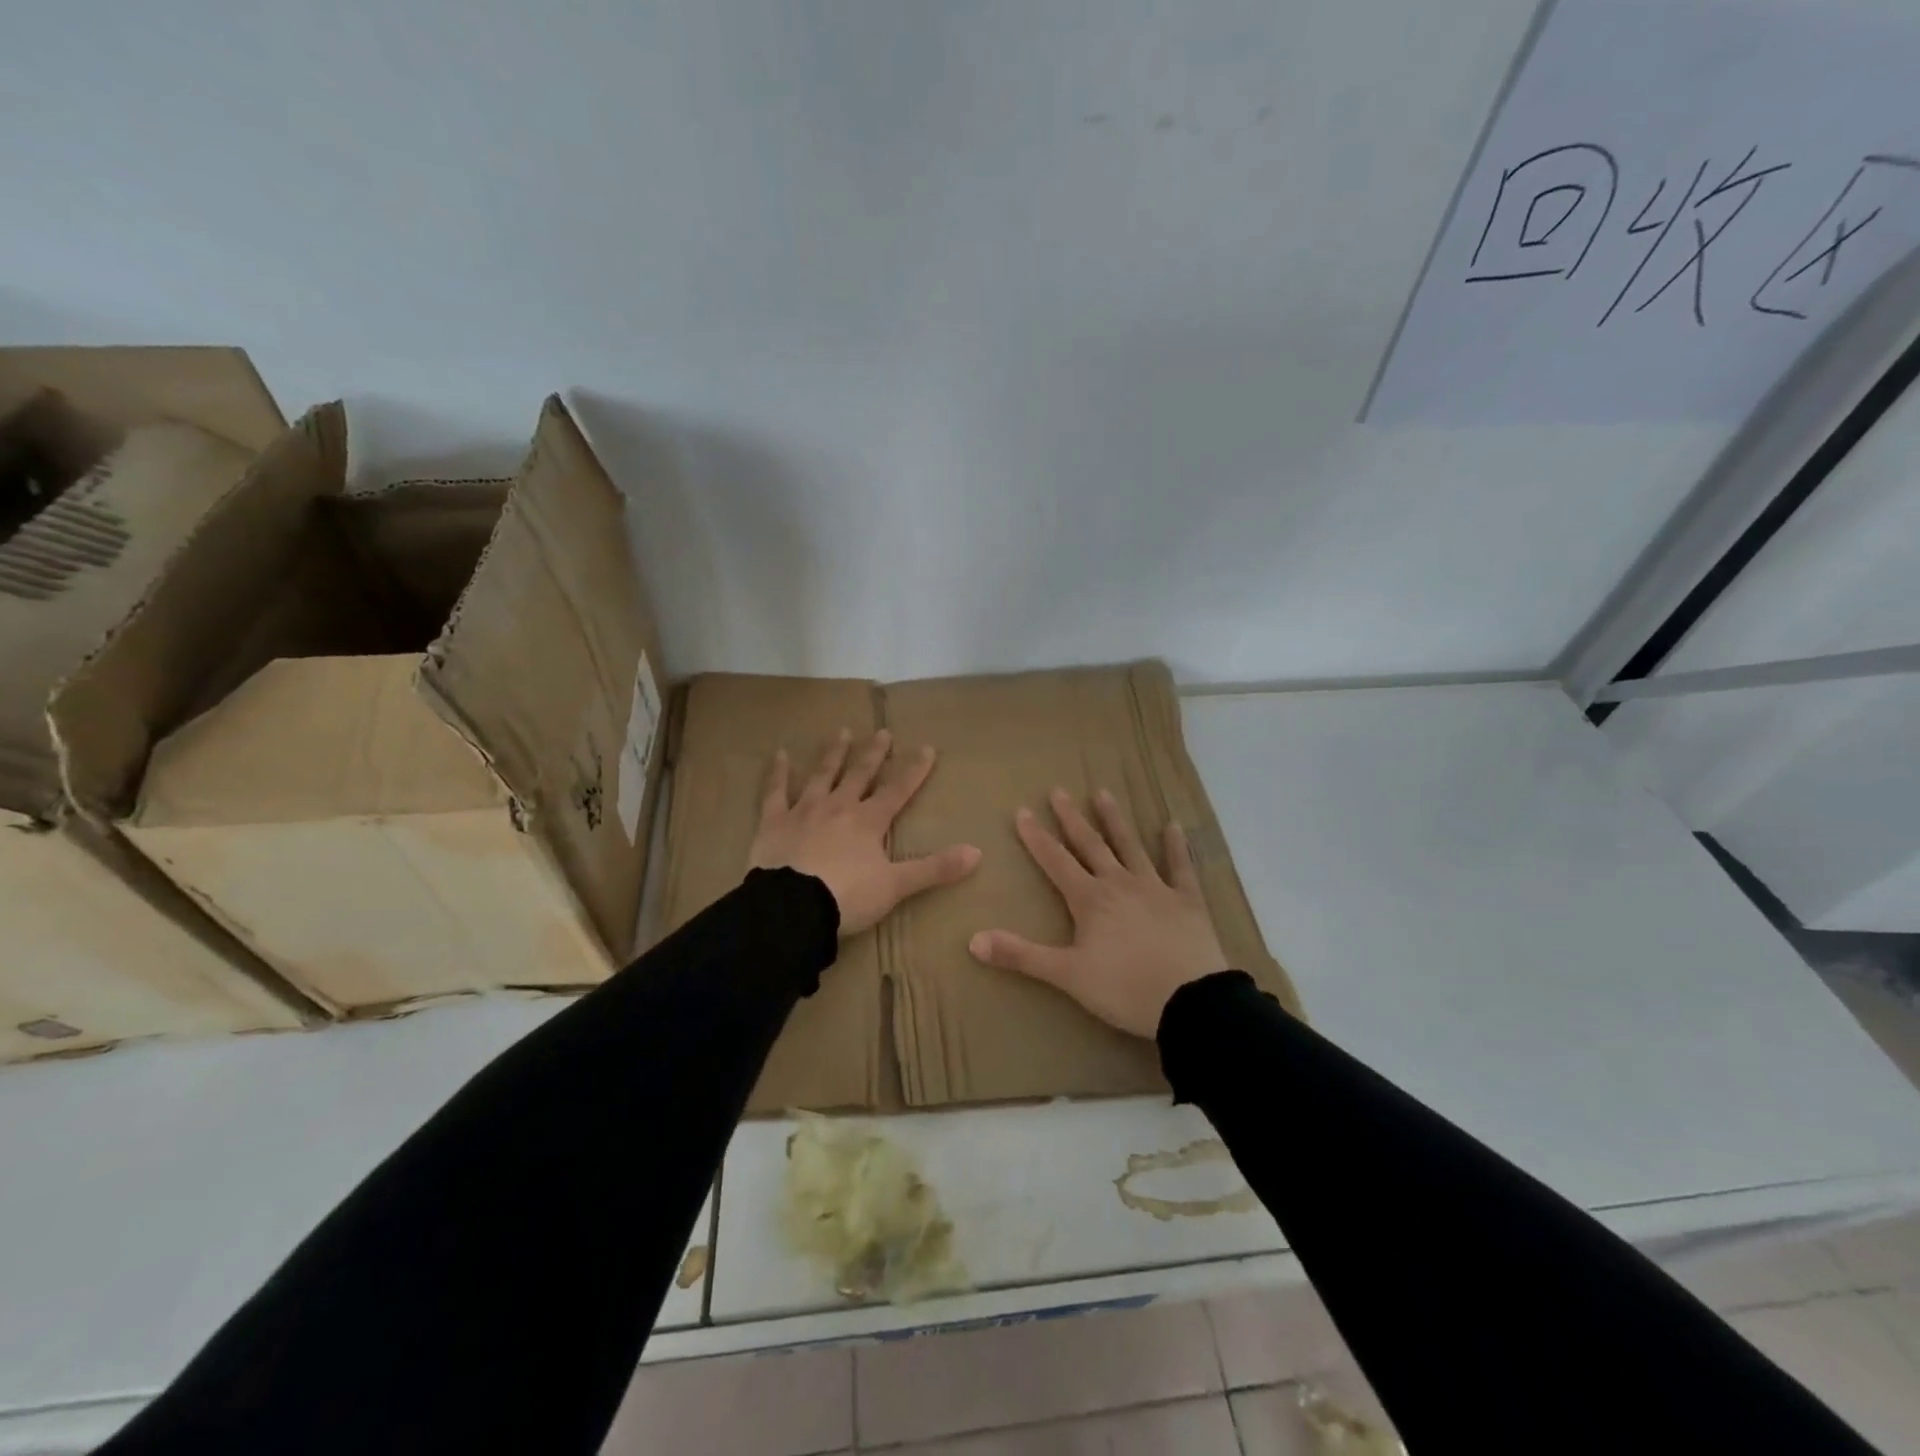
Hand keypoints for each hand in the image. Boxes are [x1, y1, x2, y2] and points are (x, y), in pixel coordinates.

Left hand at [748, 728, 980, 936]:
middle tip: (882, 732)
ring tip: (842, 732)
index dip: (914, 770)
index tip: (927, 748)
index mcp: (869, 821)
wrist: (791, 908)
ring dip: (834, 754)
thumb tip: (977, 853)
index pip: (898, 790)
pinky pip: (776, 792)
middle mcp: (838, 807)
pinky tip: (780, 754)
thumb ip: (934, 868)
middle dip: (873, 754)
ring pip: (822, 775)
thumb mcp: (896, 886)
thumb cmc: (847, 897)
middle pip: (859, 774)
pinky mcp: (774, 822)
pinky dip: (778, 773)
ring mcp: (804, 811)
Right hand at [969, 788, 1228, 1038]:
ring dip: (1115, 821)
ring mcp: (1156, 888)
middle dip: (1072, 818)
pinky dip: (1177, 846)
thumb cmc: (1124, 988)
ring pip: (1131, 846)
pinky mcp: (1187, 901)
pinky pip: (1181, 867)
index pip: (1056, 861)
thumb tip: (973, 940)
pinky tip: (1173, 825)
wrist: (1189, 1002)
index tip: (1022, 811)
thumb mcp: (1067, 975)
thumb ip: (1021, 956)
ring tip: (1103, 793)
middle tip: (1059, 791)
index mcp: (1089, 900)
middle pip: (1091, 845)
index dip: (1037, 837)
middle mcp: (1119, 883)